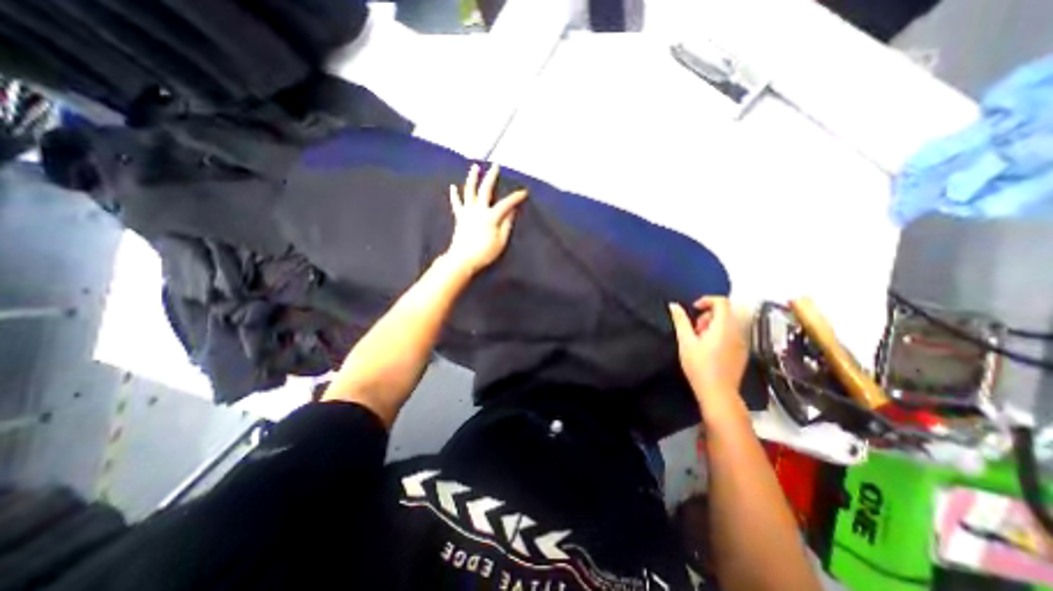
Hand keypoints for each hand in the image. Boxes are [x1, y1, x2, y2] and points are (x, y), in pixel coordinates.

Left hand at [442, 164, 526, 273]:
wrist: (462, 259)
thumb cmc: (484, 253)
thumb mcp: (500, 241)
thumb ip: (506, 225)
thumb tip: (511, 211)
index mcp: (490, 217)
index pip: (506, 204)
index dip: (515, 197)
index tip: (524, 192)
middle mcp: (478, 210)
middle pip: (485, 190)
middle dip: (492, 177)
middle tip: (495, 166)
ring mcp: (467, 212)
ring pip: (469, 191)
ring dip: (472, 178)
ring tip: (475, 167)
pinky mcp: (460, 217)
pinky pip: (457, 203)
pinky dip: (455, 195)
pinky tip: (453, 187)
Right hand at [670, 301, 751, 401]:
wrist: (718, 393)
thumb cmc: (699, 366)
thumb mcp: (686, 342)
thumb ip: (680, 321)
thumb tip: (674, 305)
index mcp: (724, 326)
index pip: (722, 301)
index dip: (707, 300)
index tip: (694, 309)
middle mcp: (737, 331)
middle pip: (724, 312)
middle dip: (707, 315)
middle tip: (694, 330)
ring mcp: (742, 343)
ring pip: (728, 324)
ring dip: (712, 325)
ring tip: (699, 341)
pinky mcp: (742, 353)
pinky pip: (731, 335)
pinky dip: (719, 335)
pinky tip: (709, 350)